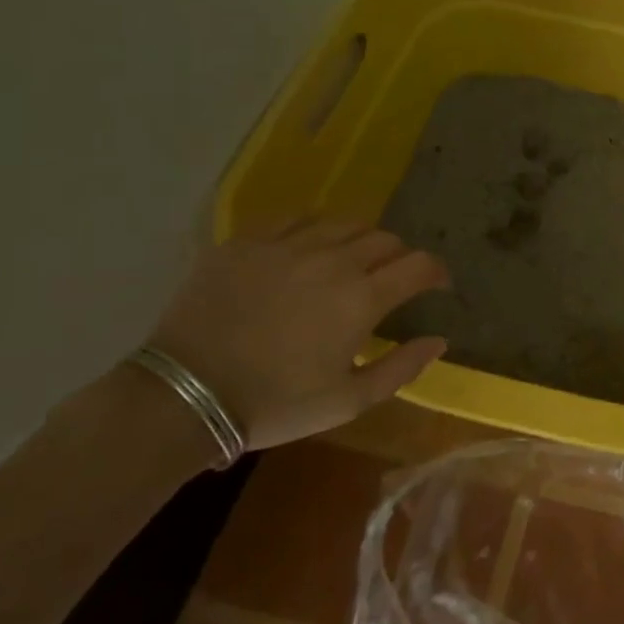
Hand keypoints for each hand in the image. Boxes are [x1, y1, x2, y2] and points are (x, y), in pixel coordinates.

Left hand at [143, 217, 450, 451]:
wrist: (184, 396)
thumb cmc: (275, 404)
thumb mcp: (348, 401)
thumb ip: (402, 368)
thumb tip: (439, 340)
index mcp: (363, 298)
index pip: (420, 265)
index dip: (436, 272)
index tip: (437, 285)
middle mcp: (333, 260)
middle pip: (385, 239)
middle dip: (399, 257)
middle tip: (391, 279)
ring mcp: (288, 246)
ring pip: (344, 223)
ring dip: (360, 240)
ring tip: (351, 260)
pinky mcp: (248, 241)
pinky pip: (294, 219)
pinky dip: (313, 230)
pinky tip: (306, 249)